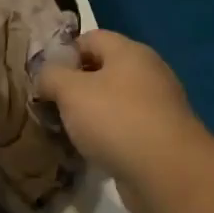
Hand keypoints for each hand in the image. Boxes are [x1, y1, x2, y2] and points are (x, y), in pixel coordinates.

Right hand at [37, 30, 205, 212]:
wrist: (168, 174)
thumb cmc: (116, 120)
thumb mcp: (70, 91)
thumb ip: (50, 76)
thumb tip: (45, 76)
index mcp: (129, 52)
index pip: (90, 38)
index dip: (64, 54)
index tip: (45, 78)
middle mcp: (148, 73)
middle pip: (103, 70)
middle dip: (75, 87)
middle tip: (52, 106)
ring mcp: (159, 106)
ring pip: (114, 102)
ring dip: (91, 115)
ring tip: (67, 132)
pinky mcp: (162, 138)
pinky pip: (127, 129)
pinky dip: (108, 137)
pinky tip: (92, 152)